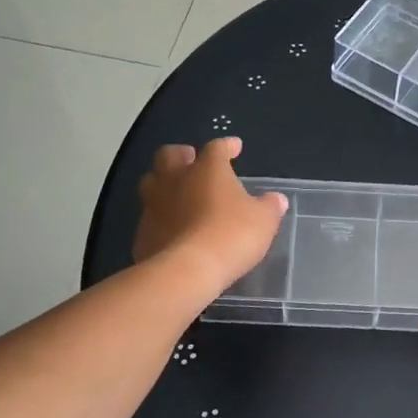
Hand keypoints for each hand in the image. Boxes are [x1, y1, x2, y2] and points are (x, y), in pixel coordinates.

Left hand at [135, 138, 286, 293]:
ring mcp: (154, 205)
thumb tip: (276, 199)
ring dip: (164, 183)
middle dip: (181, 155)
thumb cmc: (231, 235)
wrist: (186, 271)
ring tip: (177, 193)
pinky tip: (171, 228)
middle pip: (170, 155)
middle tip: (191, 160)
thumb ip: (269, 207)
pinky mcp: (142, 232)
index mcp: (207, 169)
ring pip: (151, 182)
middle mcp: (175, 179)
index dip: (227, 146)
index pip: (217, 148)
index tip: (235, 147)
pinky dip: (160, 217)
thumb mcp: (263, 221)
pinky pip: (150, 217)